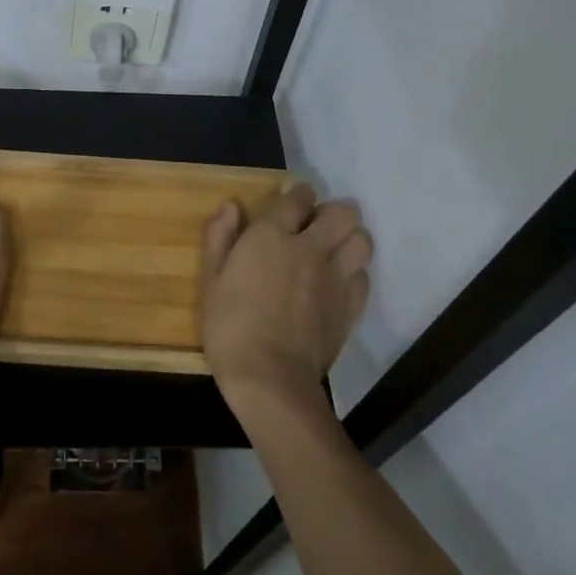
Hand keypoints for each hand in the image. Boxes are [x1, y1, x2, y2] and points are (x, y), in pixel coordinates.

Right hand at [201, 182, 371, 419]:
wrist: (269, 379)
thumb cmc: (231, 326)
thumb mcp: (211, 280)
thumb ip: (220, 237)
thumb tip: (232, 205)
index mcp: (273, 236)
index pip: (298, 196)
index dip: (298, 195)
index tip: (291, 203)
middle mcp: (310, 248)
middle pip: (343, 212)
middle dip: (332, 212)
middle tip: (315, 227)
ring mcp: (336, 278)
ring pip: (362, 240)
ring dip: (350, 239)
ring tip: (333, 251)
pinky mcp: (350, 307)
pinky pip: (364, 277)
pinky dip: (355, 273)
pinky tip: (338, 284)